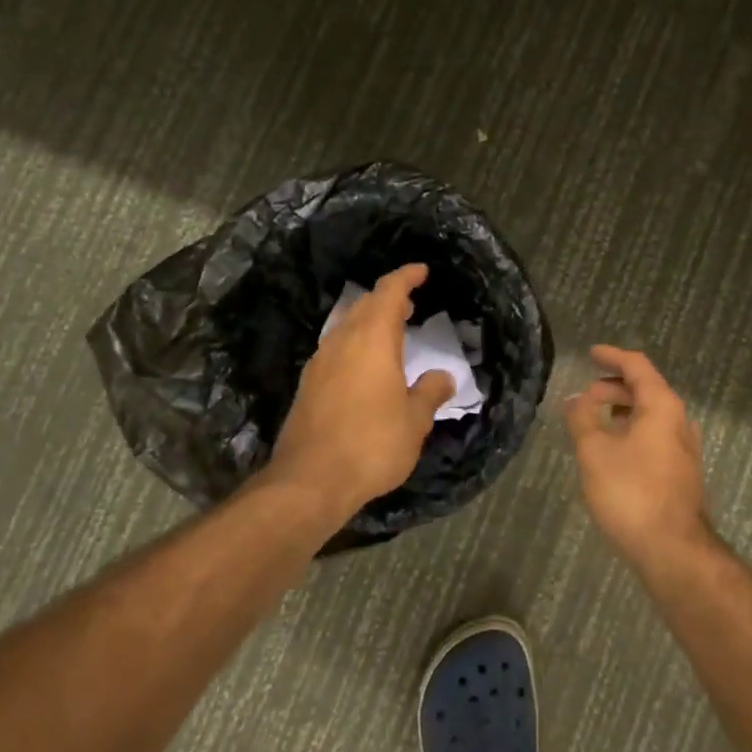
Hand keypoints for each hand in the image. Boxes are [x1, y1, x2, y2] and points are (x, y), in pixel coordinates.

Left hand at [268, 264, 454, 515]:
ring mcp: (320, 363)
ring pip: (346, 326)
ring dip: (369, 321)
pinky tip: (364, 366)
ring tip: (391, 332)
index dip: (405, 277)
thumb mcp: (414, 422)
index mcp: (373, 341)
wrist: (309, 481)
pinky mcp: (308, 386)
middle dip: (388, 298)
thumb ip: (429, 393)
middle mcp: (342, 343)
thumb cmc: (371, 444)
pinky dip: (355, 344)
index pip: (389, 292)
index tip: (421, 271)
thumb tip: (443, 376)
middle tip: (410, 304)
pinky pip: (335, 349)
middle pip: (364, 305)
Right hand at [563, 345, 710, 563]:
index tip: (590, 353)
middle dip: (613, 387)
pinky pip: (654, 436)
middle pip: (646, 389)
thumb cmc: (631, 493)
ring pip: (650, 415)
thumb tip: (574, 398)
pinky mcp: (681, 472)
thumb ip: (582, 419)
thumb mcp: (595, 451)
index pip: (637, 366)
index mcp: (662, 406)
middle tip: (584, 396)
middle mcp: (679, 420)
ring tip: (593, 422)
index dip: (612, 357)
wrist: (673, 550)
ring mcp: (684, 448)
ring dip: (622, 411)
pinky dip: (631, 431)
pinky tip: (612, 451)